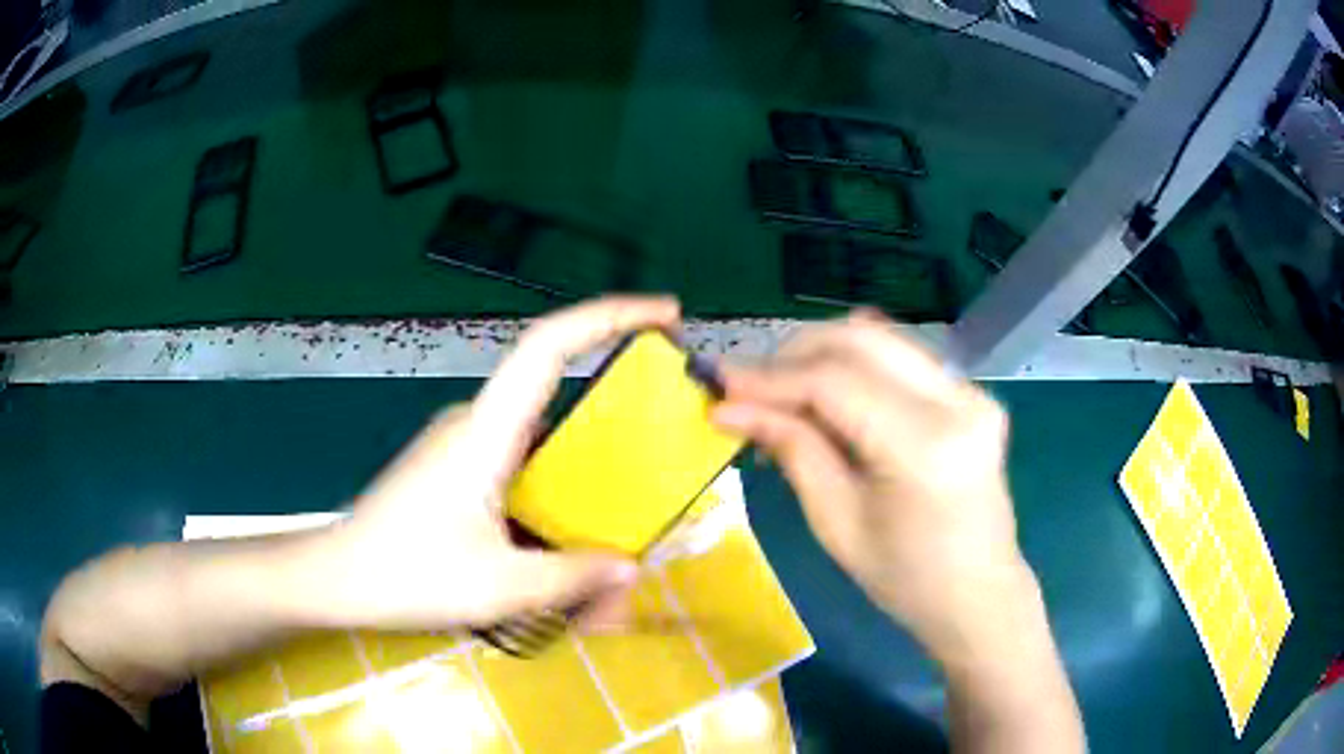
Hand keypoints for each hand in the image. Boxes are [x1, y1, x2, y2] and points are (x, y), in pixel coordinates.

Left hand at [304, 296, 680, 628]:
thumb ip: (571, 578)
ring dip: (579, 480)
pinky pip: (520, 468)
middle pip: (559, 399)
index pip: (550, 345)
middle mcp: (477, 422)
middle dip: (611, 428)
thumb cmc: (406, 574)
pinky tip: (559, 542)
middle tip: (653, 472)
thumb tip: (630, 569)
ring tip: (607, 533)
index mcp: (487, 430)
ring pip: (540, 444)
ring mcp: (464, 444)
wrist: (336, 577)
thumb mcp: (499, 587)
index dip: (610, 316)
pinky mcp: (457, 469)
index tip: (666, 317)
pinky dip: (552, 497)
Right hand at [714, 311, 1033, 661]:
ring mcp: (971, 391)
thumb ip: (792, 449)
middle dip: (794, 354)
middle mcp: (957, 401)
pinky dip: (856, 366)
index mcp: (925, 447)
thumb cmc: (905, 579)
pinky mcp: (971, 393)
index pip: (835, 383)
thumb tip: (729, 407)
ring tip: (783, 392)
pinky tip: (828, 395)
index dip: (771, 378)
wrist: (978, 594)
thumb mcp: (837, 523)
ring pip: (881, 339)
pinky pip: (902, 358)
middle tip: (749, 387)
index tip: (719, 384)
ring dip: (823, 354)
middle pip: (860, 340)